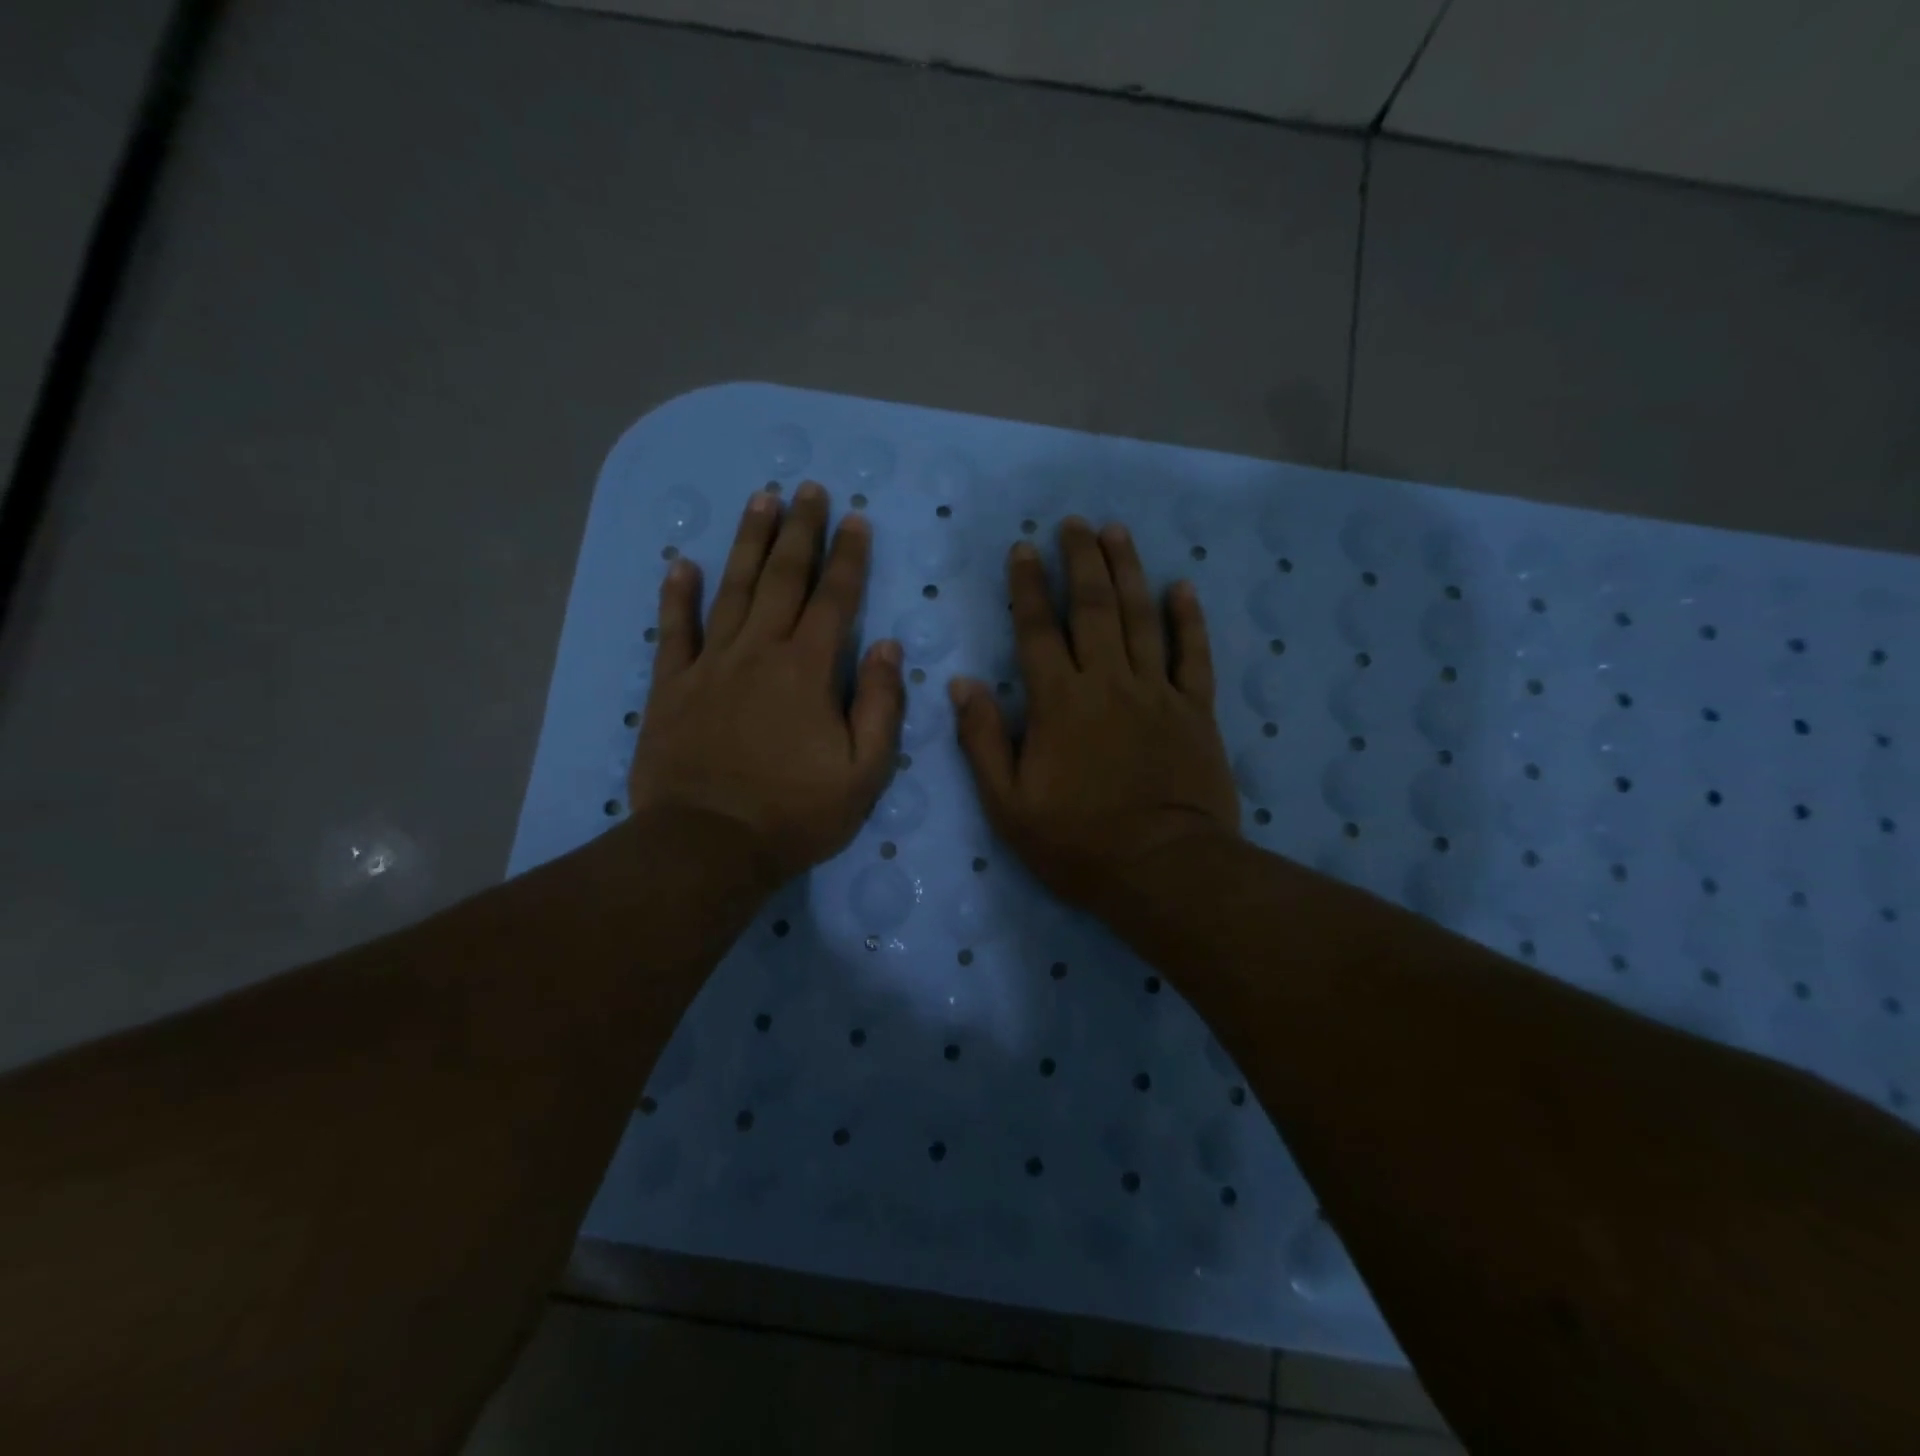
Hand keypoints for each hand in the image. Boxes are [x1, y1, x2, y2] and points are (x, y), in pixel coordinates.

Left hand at [629, 482, 903, 887]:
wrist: (709, 845)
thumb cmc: (795, 813)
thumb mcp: (864, 772)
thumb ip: (880, 705)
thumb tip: (887, 647)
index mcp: (809, 670)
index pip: (835, 599)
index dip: (849, 557)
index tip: (856, 519)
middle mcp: (760, 652)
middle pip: (783, 578)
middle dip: (800, 531)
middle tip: (808, 489)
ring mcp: (711, 665)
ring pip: (731, 590)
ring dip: (747, 543)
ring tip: (759, 500)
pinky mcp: (672, 686)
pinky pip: (673, 630)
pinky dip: (676, 596)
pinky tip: (680, 563)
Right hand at [950, 517, 1239, 916]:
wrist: (1163, 870)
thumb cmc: (1077, 843)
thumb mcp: (1009, 805)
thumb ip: (984, 741)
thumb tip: (963, 684)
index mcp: (1059, 703)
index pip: (1037, 630)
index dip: (1027, 586)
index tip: (1023, 549)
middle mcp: (1107, 683)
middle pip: (1093, 607)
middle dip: (1081, 560)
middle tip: (1074, 523)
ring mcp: (1156, 693)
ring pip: (1141, 617)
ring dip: (1128, 571)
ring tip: (1117, 532)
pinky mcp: (1195, 710)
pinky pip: (1193, 655)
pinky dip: (1189, 619)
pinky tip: (1182, 587)